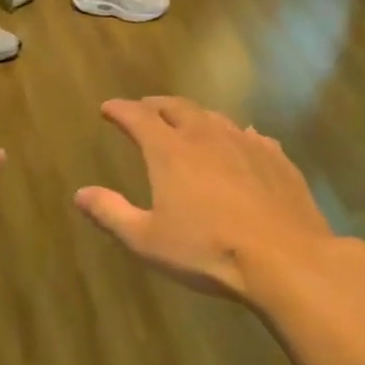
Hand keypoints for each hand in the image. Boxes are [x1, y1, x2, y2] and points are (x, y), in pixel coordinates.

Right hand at [75, 96, 343, 302]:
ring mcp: (247, 144)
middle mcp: (208, 136)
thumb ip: (111, 213)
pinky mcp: (277, 160)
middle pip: (178, 108)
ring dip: (195, 117)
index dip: (120, 110)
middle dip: (156, 105)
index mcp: (170, 151)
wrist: (283, 259)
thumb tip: (81, 194)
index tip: (108, 108)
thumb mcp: (146, 240)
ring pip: (215, 118)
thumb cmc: (206, 251)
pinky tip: (240, 142)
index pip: (138, 118)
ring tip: (187, 124)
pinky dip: (234, 135)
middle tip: (145, 109)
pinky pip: (250, 136)